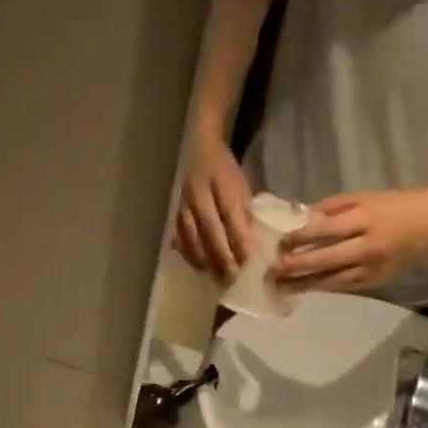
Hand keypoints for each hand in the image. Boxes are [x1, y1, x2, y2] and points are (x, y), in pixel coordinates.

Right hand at [173, 130, 253, 281]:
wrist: (199, 148)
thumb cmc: (226, 170)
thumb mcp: (242, 185)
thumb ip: (246, 213)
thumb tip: (253, 246)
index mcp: (221, 182)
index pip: (233, 217)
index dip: (241, 242)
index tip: (251, 263)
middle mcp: (199, 194)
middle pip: (211, 232)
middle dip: (223, 258)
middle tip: (233, 279)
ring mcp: (183, 204)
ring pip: (193, 239)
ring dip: (206, 261)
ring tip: (217, 278)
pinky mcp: (174, 212)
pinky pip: (180, 238)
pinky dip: (191, 255)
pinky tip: (201, 267)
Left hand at [273, 186, 427, 293]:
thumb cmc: (395, 206)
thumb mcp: (364, 198)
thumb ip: (332, 208)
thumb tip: (299, 217)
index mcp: (365, 219)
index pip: (326, 229)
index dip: (300, 236)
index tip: (278, 241)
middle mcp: (367, 246)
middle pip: (325, 259)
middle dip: (296, 266)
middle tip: (273, 270)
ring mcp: (371, 268)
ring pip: (332, 279)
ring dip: (304, 284)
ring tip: (281, 286)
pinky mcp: (374, 283)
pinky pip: (343, 287)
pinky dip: (323, 288)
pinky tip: (305, 289)